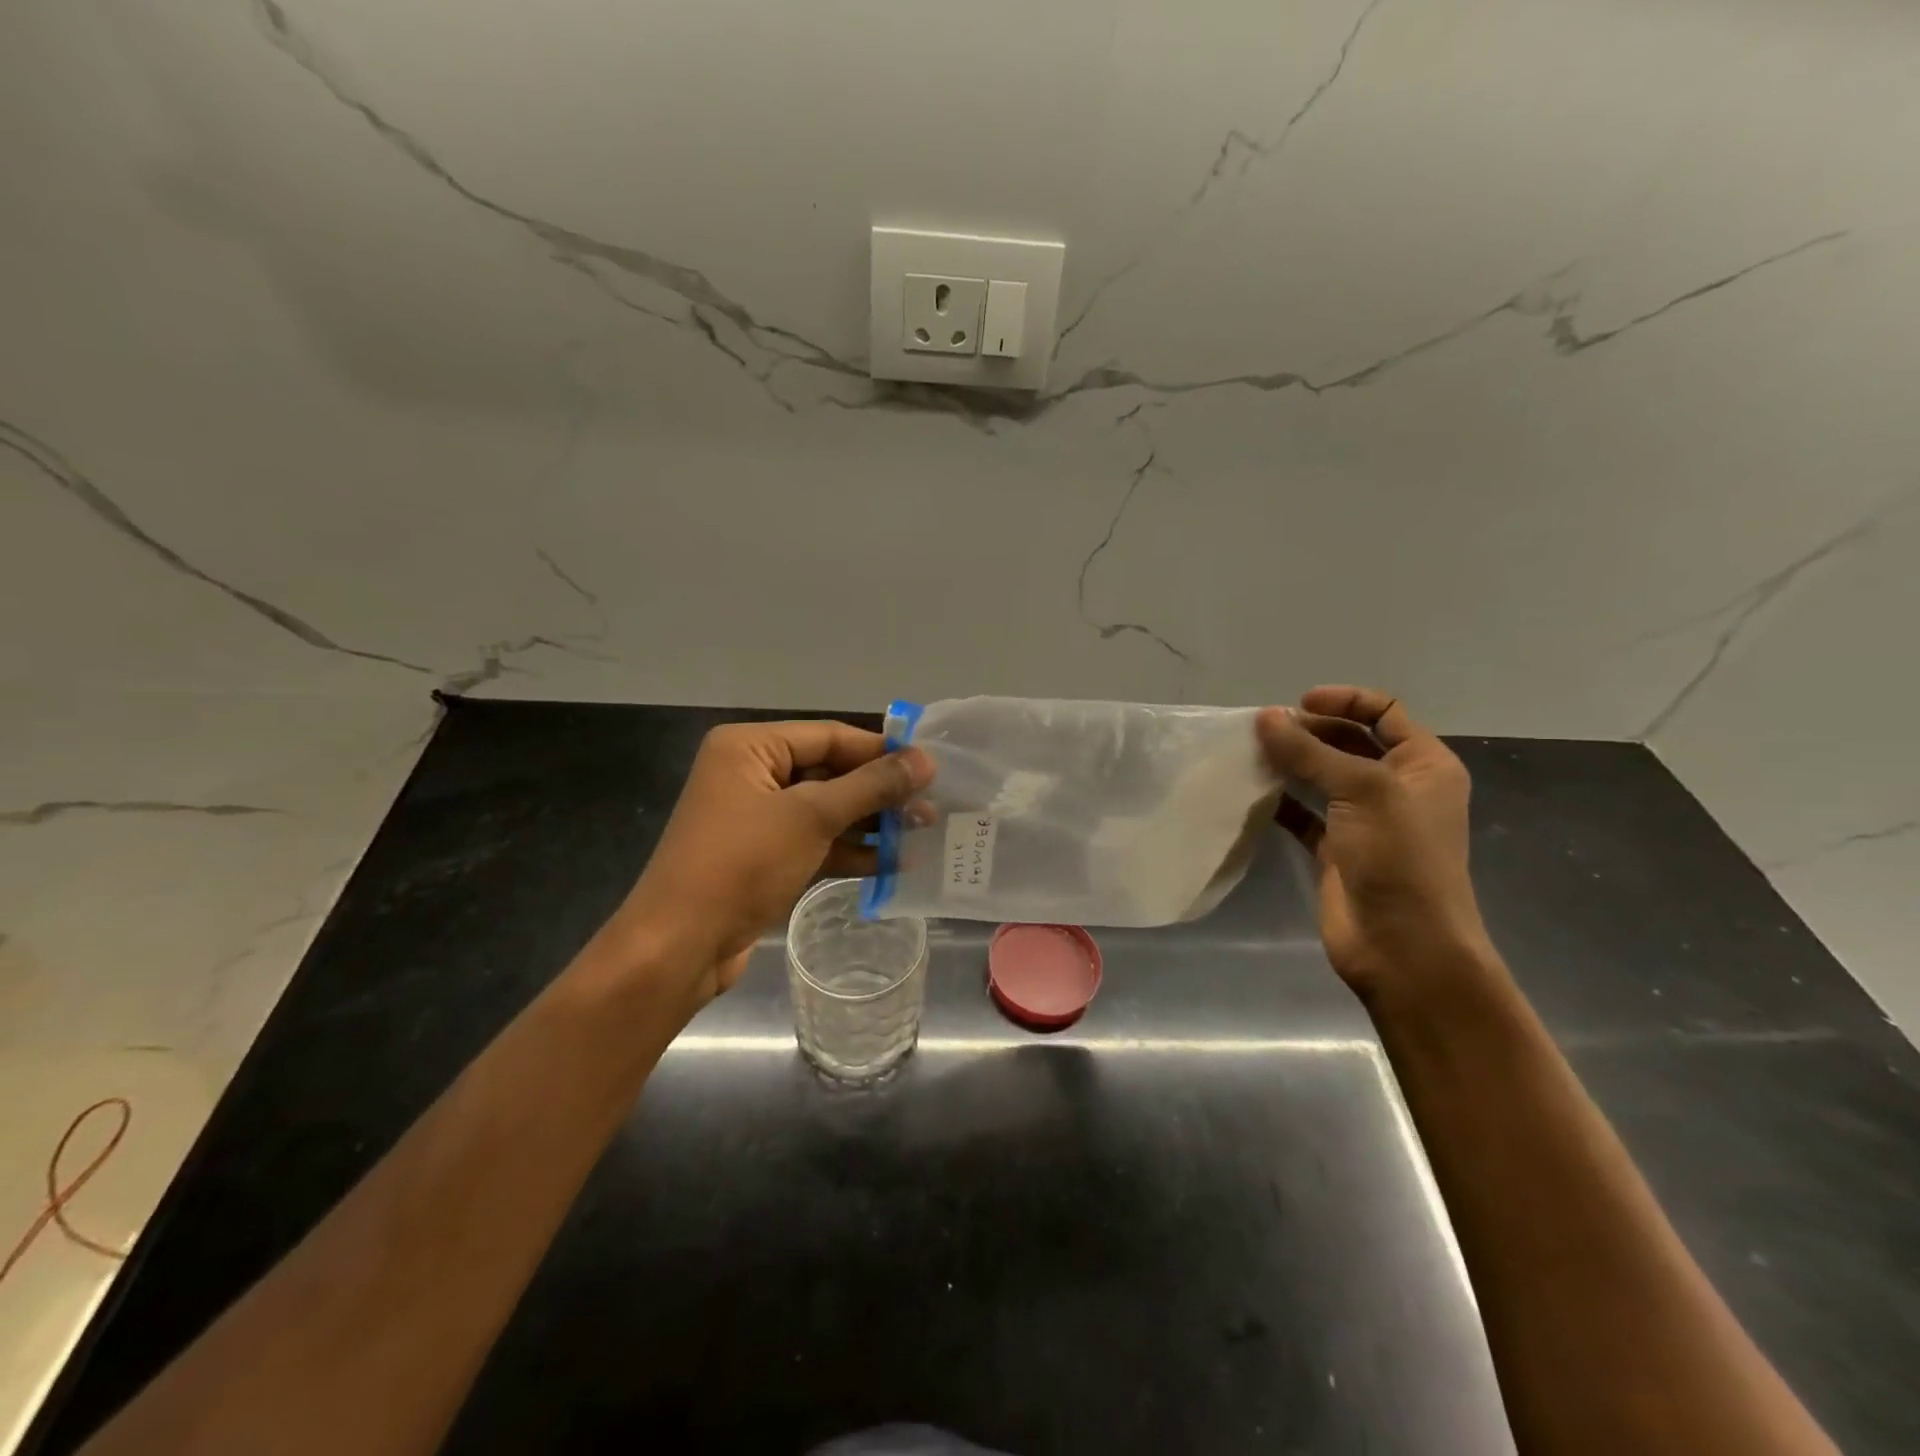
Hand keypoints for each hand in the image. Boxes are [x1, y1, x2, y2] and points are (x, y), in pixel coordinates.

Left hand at [595, 720, 931, 1014]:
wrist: (679, 946)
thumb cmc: (741, 864)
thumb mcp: (811, 817)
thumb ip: (870, 786)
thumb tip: (925, 760)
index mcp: (750, 748)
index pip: (829, 736)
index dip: (881, 750)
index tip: (930, 766)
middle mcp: (751, 774)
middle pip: (830, 771)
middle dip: (879, 791)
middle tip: (931, 804)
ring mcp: (757, 818)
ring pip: (826, 809)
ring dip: (871, 822)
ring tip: (922, 832)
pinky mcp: (764, 856)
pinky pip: (815, 841)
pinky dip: (850, 850)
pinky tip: (892, 863)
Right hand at [1256, 686, 1492, 1002]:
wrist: (1403, 946)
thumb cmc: (1399, 859)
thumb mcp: (1362, 791)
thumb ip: (1310, 752)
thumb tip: (1265, 717)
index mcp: (1424, 765)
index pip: (1386, 712)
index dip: (1344, 700)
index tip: (1298, 704)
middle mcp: (1397, 787)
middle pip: (1349, 741)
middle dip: (1309, 730)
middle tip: (1264, 731)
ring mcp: (1365, 820)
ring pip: (1322, 776)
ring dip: (1290, 763)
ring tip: (1250, 754)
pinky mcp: (1335, 849)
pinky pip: (1303, 814)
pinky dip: (1280, 801)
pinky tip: (1252, 793)